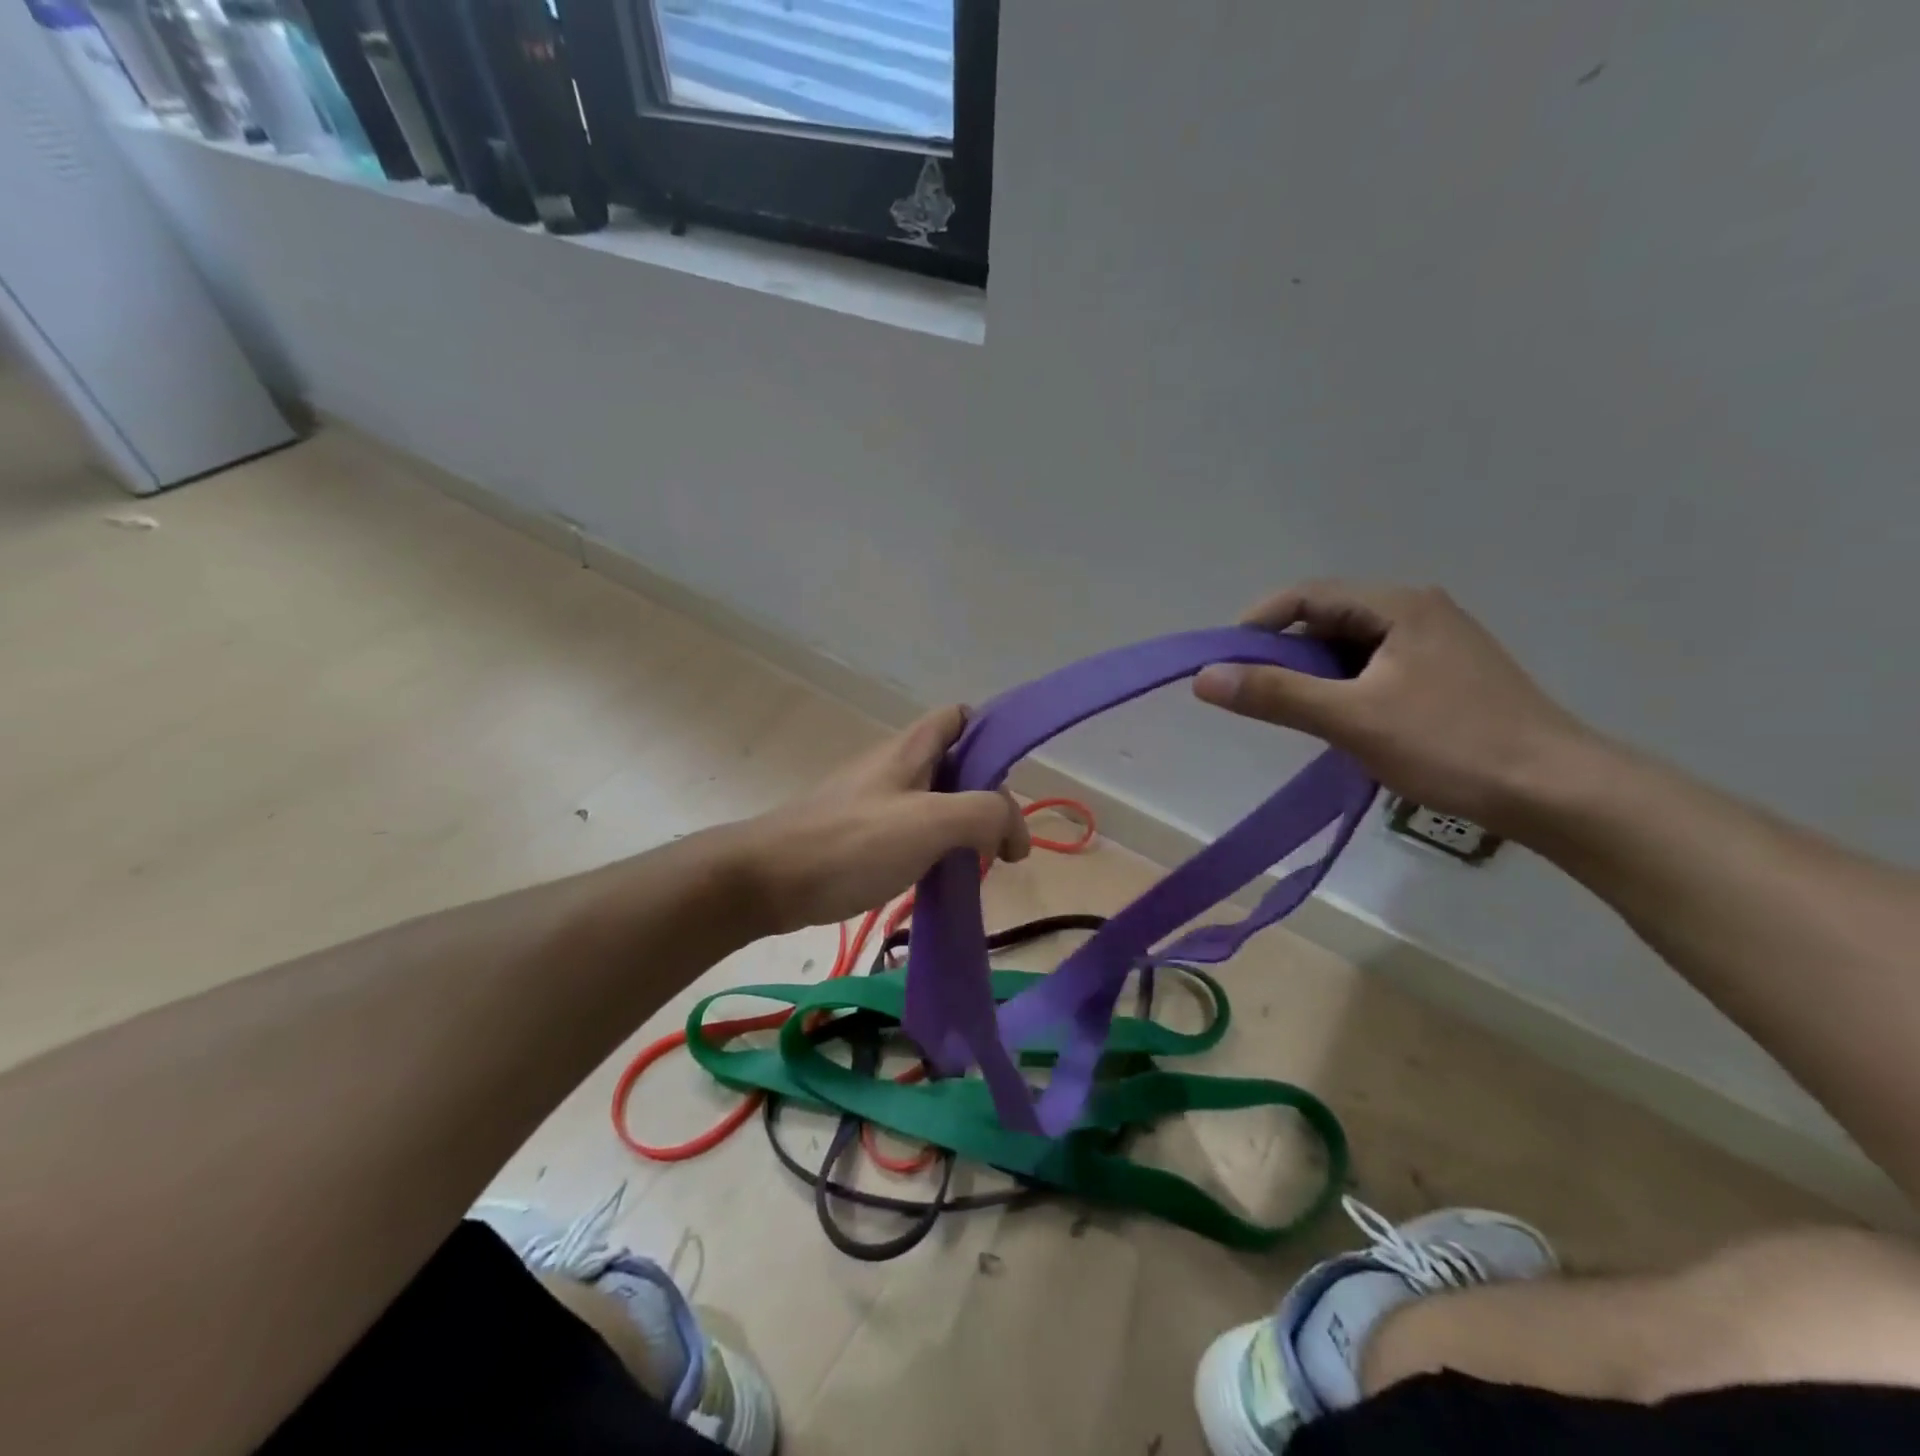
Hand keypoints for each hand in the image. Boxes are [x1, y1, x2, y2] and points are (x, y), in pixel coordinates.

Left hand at [735, 706, 1029, 934]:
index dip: (991, 738)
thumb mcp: (931, 822)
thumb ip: (984, 813)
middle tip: (999, 843)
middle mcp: (894, 766)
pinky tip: (938, 877)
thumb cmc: (852, 843)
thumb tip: (1013, 830)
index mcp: (911, 749)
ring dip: (962, 828)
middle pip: (955, 764)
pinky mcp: (860, 834)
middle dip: (985, 797)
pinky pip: (911, 830)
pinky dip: (935, 848)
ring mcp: (874, 800)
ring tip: (976, 865)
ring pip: (935, 801)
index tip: (1009, 783)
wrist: (768, 880)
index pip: (960, 717)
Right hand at [1192, 582, 1595, 836]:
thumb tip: (1204, 677)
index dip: (1257, 623)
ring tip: (1295, 713)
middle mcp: (1418, 611)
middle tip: (1255, 694)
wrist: (1557, 791)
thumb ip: (1275, 694)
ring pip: (1351, 647)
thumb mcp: (1351, 719)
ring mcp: (1436, 643)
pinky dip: (1343, 688)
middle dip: (1284, 653)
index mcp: (1398, 605)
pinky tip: (1341, 722)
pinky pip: (1374, 668)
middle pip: (1328, 619)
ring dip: (1313, 674)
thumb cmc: (1450, 744)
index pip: (1306, 595)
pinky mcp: (1446, 676)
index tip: (1225, 663)